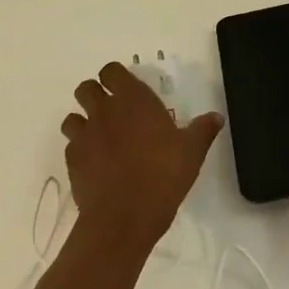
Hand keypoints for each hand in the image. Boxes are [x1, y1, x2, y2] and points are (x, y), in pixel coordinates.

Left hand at [61, 63, 222, 252]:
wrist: (124, 216)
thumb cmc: (163, 177)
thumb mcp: (192, 153)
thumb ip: (202, 130)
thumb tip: (215, 116)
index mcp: (133, 101)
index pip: (112, 71)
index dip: (116, 78)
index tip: (126, 90)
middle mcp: (104, 111)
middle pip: (86, 89)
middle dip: (95, 96)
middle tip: (114, 113)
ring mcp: (84, 135)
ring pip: (73, 117)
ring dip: (84, 123)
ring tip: (101, 139)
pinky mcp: (72, 159)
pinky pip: (72, 146)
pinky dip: (81, 150)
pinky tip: (96, 164)